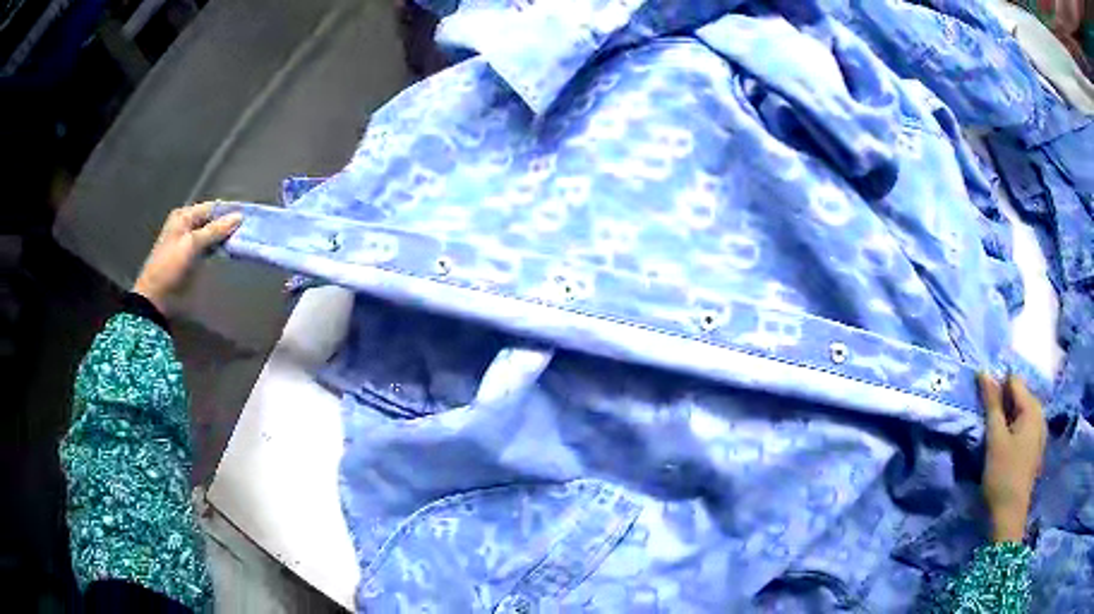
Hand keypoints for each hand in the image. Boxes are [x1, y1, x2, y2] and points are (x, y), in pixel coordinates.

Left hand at [132, 202, 242, 315]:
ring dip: (225, 238)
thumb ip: (215, 230)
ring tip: (244, 241)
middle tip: (248, 232)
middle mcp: (187, 225)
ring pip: (212, 235)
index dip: (229, 212)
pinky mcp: (192, 258)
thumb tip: (239, 216)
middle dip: (228, 226)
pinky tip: (231, 252)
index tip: (249, 219)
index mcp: (184, 216)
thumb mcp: (191, 244)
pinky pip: (209, 247)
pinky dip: (219, 249)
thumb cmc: (170, 267)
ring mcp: (189, 242)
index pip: (212, 208)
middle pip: (212, 220)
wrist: (156, 298)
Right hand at [978, 373, 1045, 543]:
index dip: (997, 387)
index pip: (1013, 381)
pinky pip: (1024, 427)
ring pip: (1021, 413)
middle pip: (1019, 396)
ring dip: (1007, 418)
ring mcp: (1040, 432)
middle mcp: (1040, 413)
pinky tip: (1005, 448)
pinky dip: (1014, 430)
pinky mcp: (1035, 448)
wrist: (1010, 516)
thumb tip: (984, 372)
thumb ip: (992, 404)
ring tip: (994, 436)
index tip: (982, 404)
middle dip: (1003, 403)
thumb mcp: (995, 439)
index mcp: (1032, 407)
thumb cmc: (1003, 475)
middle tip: (987, 423)